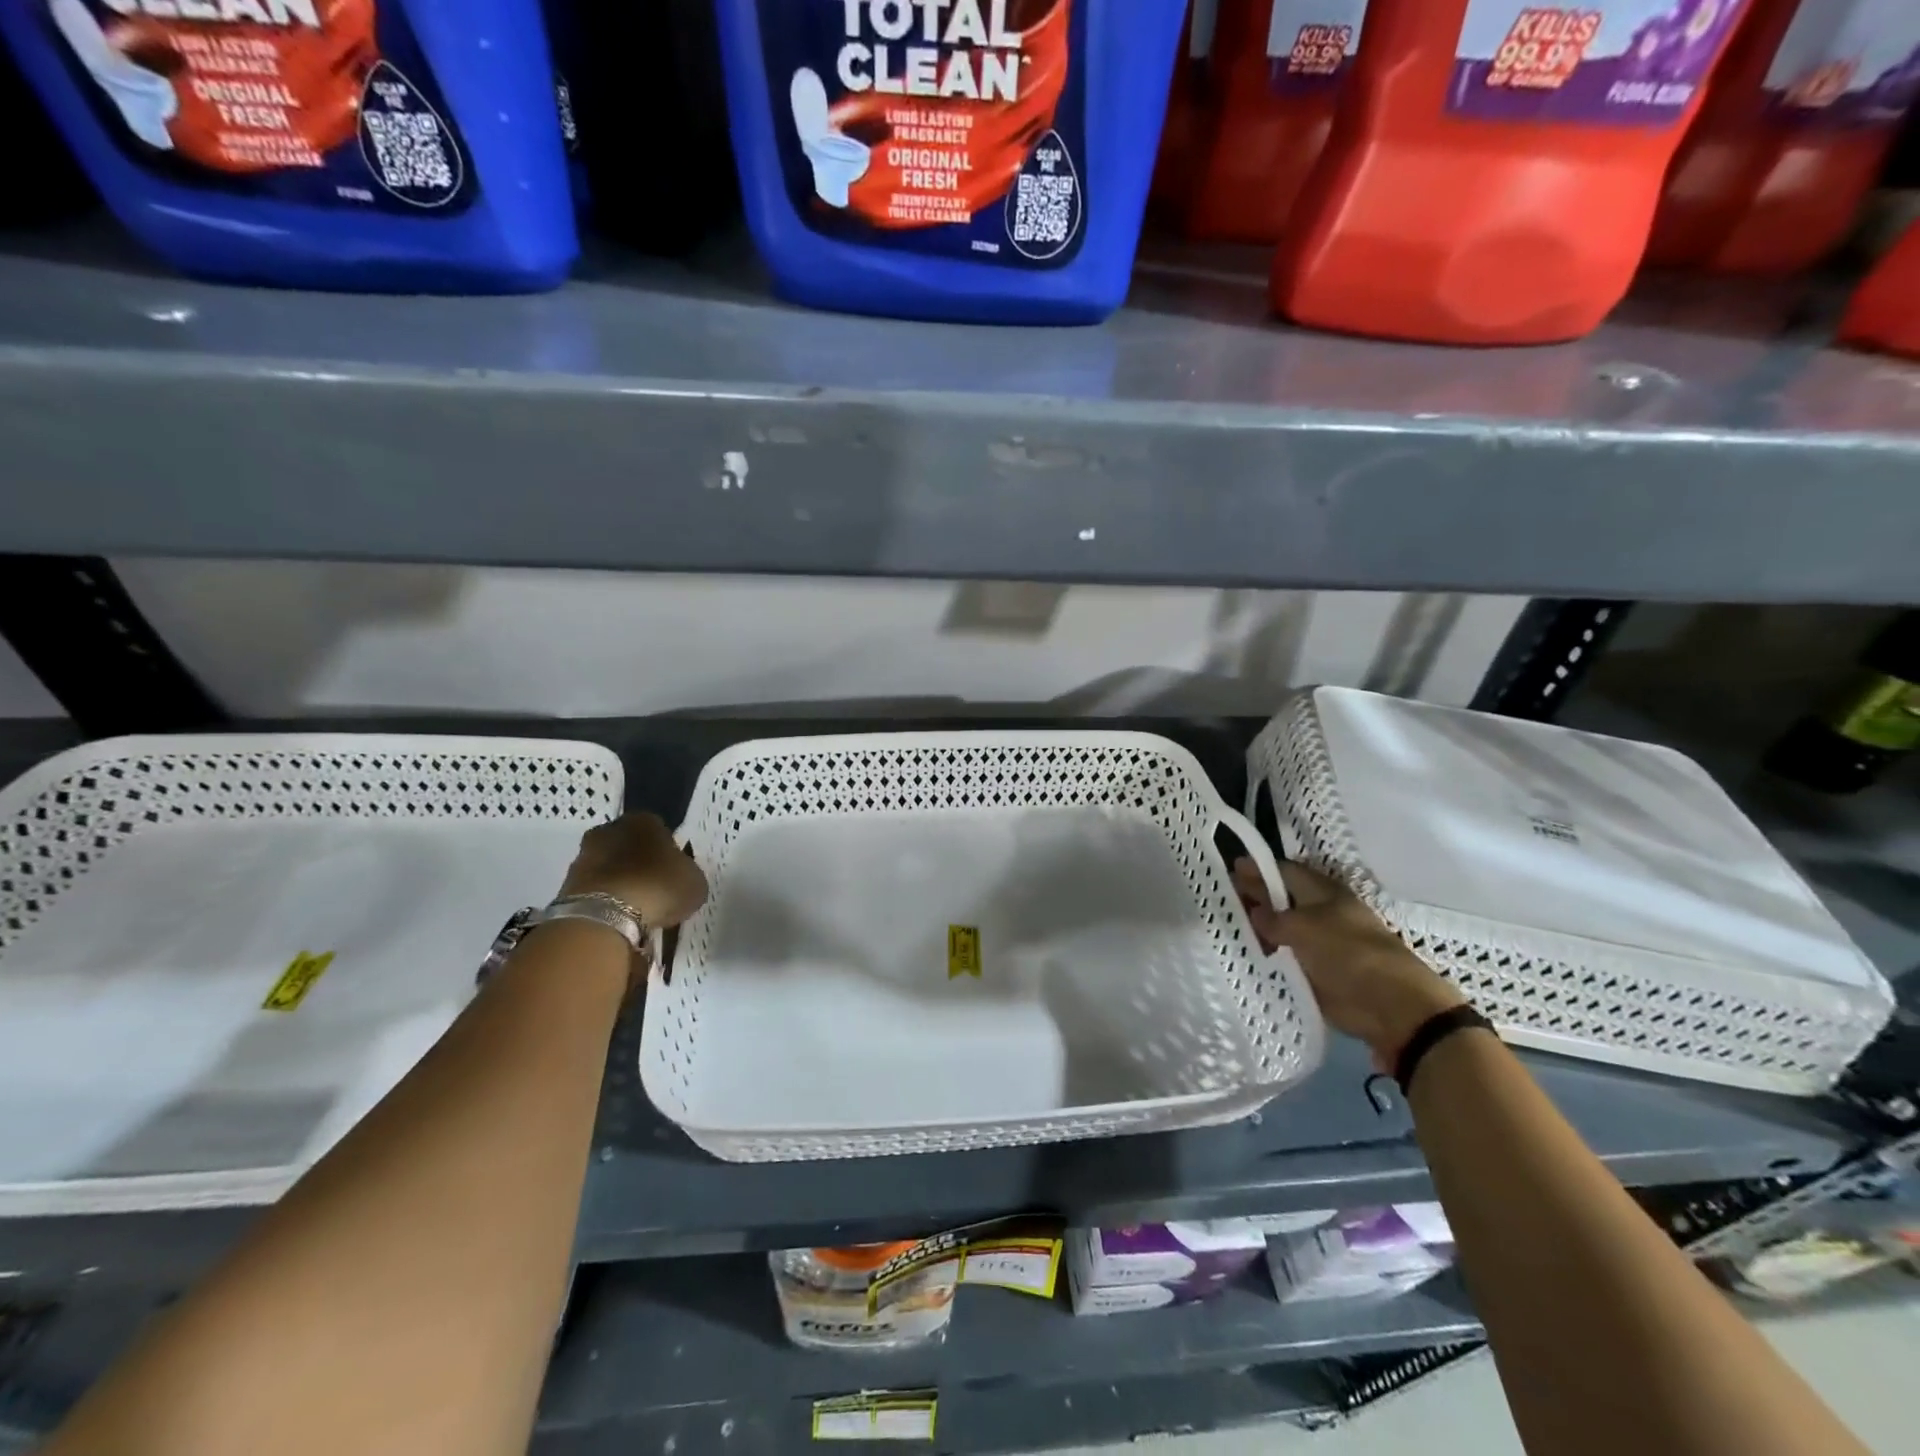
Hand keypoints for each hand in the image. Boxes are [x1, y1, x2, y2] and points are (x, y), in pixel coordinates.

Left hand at [561, 812, 708, 928]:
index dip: (668, 852)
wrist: (604, 915)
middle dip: (639, 864)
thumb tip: (680, 877)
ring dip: (620, 883)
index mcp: (644, 820)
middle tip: (654, 890)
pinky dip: (604, 901)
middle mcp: (610, 830)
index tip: (673, 873)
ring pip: (609, 867)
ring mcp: (584, 856)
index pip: (660, 830)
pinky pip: (595, 890)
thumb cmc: (658, 887)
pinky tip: (617, 919)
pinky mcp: (567, 884)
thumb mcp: (694, 882)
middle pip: (629, 846)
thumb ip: (687, 874)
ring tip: (635, 910)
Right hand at [1233, 856, 1464, 1072]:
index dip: (1259, 870)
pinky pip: (1287, 959)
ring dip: (1260, 930)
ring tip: (1227, 929)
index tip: (1230, 868)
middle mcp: (1323, 915)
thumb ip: (1274, 918)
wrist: (1391, 1008)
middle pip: (1284, 901)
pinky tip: (1245, 957)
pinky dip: (1269, 957)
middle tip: (1222, 898)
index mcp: (1325, 893)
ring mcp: (1322, 946)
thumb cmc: (1349, 954)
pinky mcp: (1319, 974)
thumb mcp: (1304, 928)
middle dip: (1256, 897)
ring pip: (1284, 931)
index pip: (1286, 872)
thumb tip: (1254, 912)